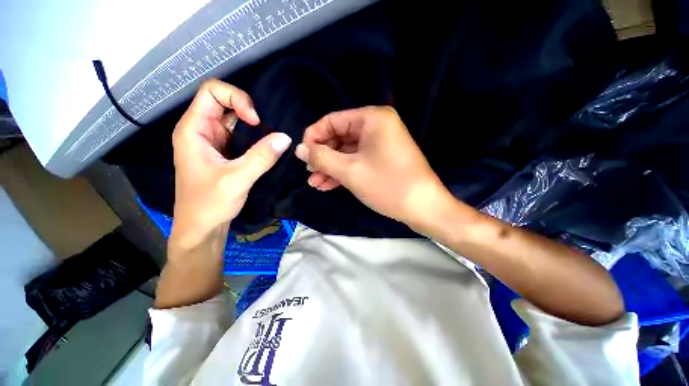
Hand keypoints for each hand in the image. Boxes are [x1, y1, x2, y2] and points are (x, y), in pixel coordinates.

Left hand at [171, 79, 290, 247]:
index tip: (255, 122)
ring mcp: (214, 141)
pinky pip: (241, 135)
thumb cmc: (209, 204)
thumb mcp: (237, 180)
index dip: (236, 98)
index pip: (212, 92)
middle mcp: (202, 130)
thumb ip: (261, 157)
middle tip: (267, 129)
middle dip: (248, 110)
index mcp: (194, 129)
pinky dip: (255, 136)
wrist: (202, 227)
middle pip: (224, 102)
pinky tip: (267, 145)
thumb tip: (286, 138)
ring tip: (271, 136)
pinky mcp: (225, 152)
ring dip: (254, 125)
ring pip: (235, 119)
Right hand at [295, 106, 452, 230]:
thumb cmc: (387, 185)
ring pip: (347, 152)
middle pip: (340, 136)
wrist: (423, 208)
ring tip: (315, 183)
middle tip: (309, 173)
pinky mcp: (383, 159)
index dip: (314, 137)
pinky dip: (344, 172)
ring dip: (331, 167)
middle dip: (323, 156)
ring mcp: (381, 143)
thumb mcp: (349, 170)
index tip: (302, 155)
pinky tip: (329, 185)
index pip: (332, 121)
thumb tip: (299, 149)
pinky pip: (358, 161)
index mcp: (372, 118)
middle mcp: (378, 126)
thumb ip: (321, 157)